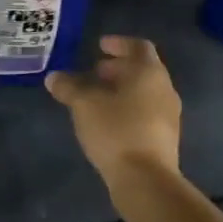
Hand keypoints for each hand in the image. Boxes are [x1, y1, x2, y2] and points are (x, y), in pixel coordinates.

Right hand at [45, 36, 182, 181]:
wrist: (145, 179)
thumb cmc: (116, 130)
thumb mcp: (84, 104)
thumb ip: (68, 86)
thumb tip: (54, 77)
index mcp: (149, 73)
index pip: (138, 46)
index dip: (118, 43)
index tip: (99, 46)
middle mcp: (164, 89)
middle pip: (142, 70)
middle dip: (117, 68)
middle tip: (94, 71)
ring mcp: (168, 115)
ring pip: (144, 92)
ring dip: (122, 90)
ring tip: (96, 97)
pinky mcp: (164, 138)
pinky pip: (145, 112)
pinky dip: (127, 108)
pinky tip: (107, 121)